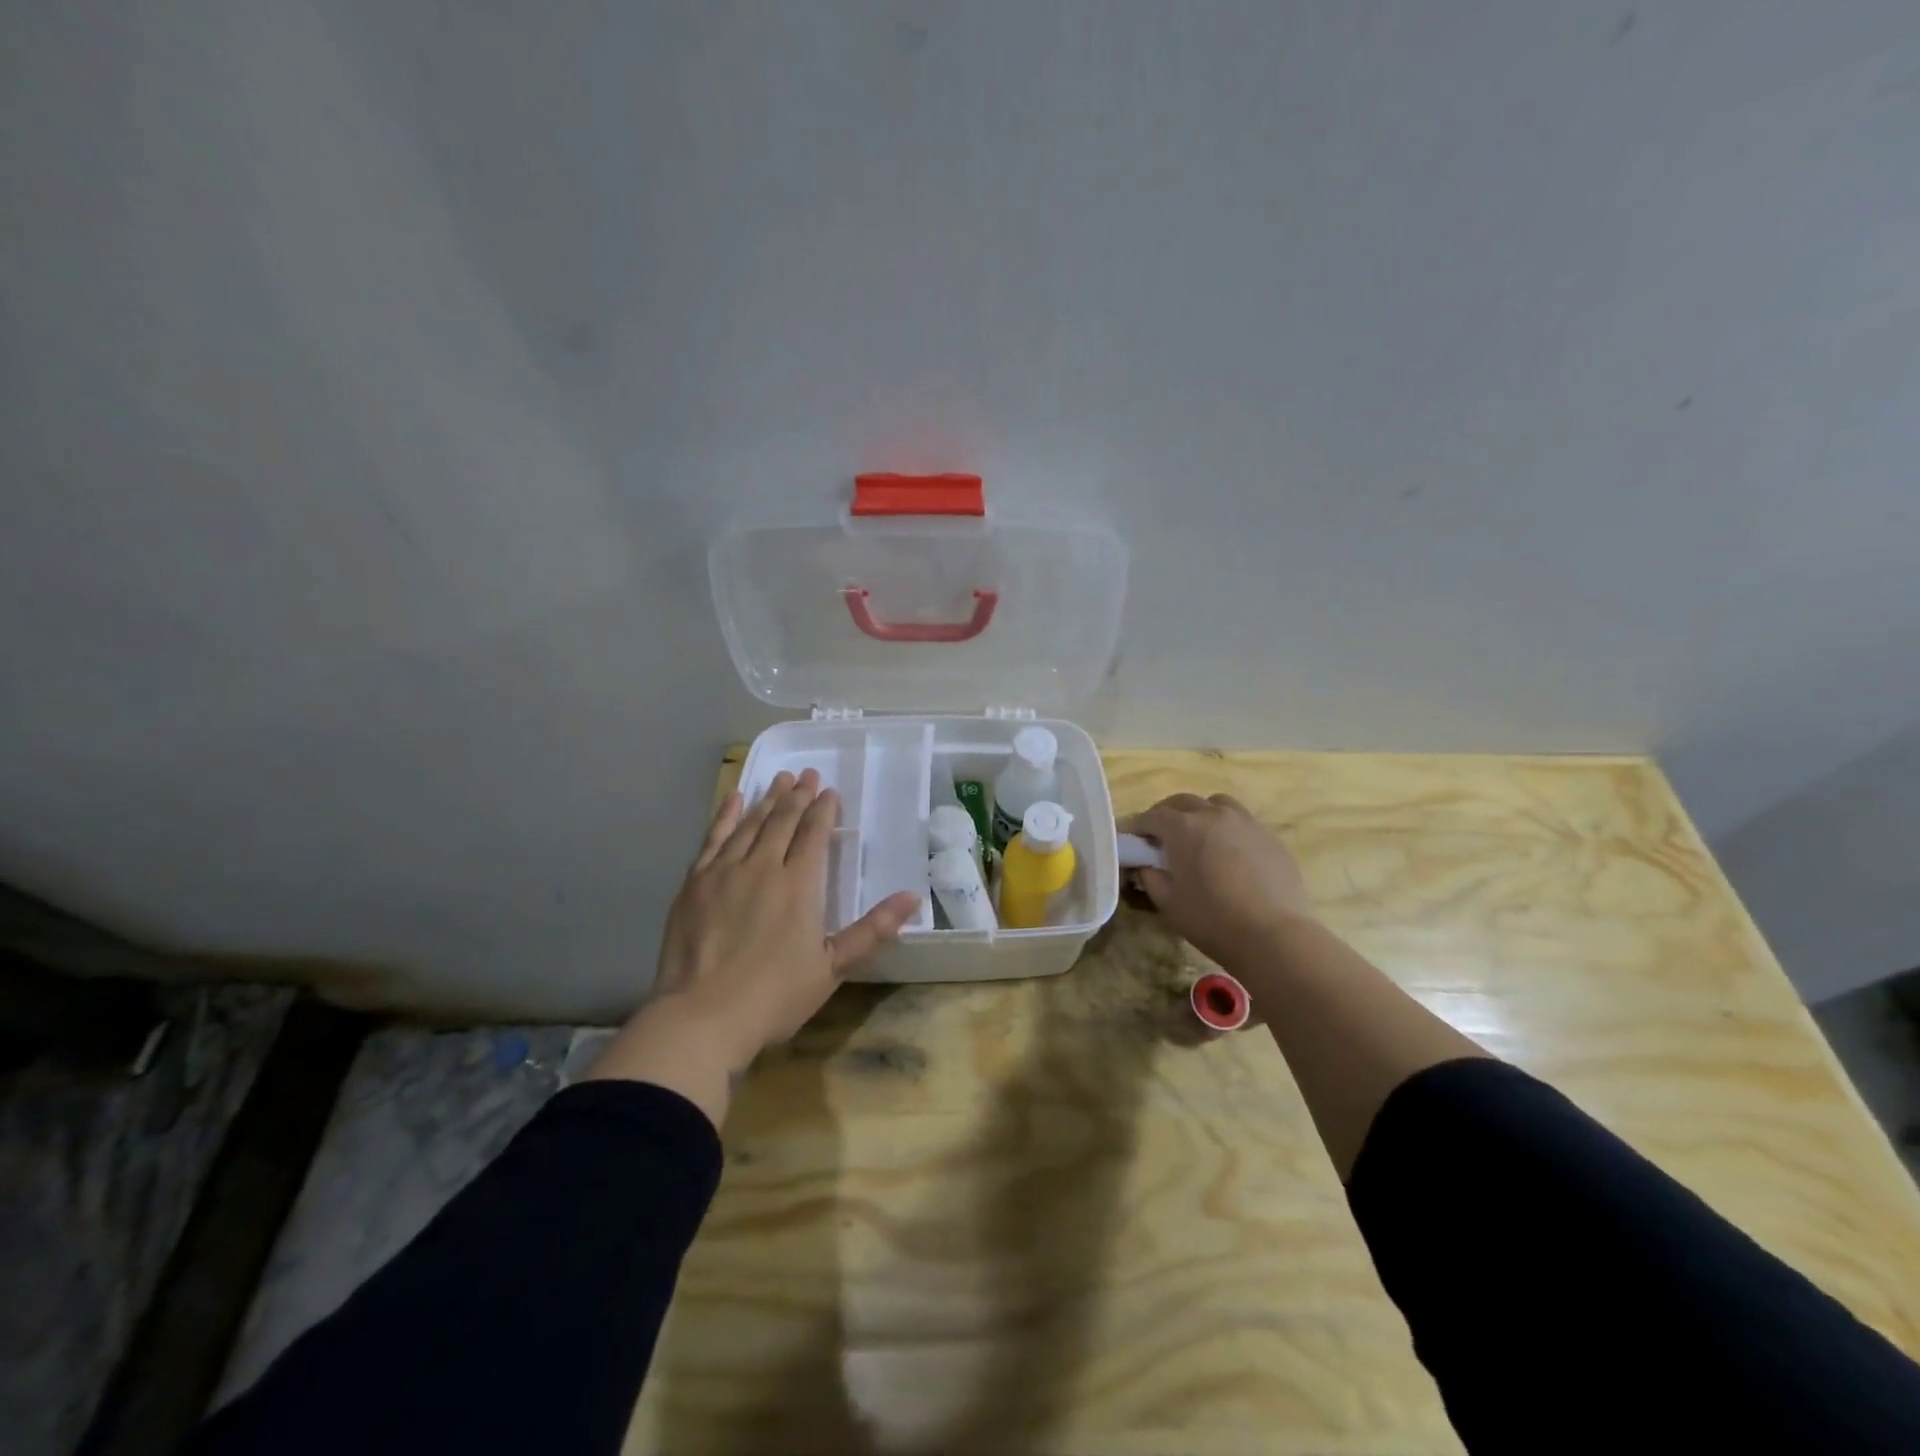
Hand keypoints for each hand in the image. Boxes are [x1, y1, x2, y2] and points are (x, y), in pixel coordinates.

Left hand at [585, 769, 920, 1122]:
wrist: (702, 1017)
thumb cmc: (774, 996)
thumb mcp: (832, 967)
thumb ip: (872, 929)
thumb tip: (912, 898)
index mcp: (799, 885)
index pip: (814, 834)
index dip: (823, 810)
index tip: (829, 791)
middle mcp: (763, 866)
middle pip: (783, 821)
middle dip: (797, 795)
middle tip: (806, 774)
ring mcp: (724, 871)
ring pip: (750, 823)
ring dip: (768, 799)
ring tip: (778, 779)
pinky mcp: (694, 882)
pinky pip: (713, 838)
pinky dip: (726, 816)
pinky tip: (734, 800)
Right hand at [1125, 793, 1313, 969]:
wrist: (1273, 936)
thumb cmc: (1212, 919)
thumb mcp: (1167, 901)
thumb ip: (1150, 876)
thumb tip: (1146, 865)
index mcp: (1183, 827)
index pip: (1151, 816)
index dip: (1136, 827)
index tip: (1130, 841)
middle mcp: (1214, 814)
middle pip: (1183, 802)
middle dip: (1166, 815)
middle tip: (1159, 837)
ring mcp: (1246, 823)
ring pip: (1217, 804)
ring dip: (1200, 814)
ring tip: (1198, 837)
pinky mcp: (1270, 837)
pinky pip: (1242, 822)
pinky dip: (1227, 829)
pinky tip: (1229, 854)